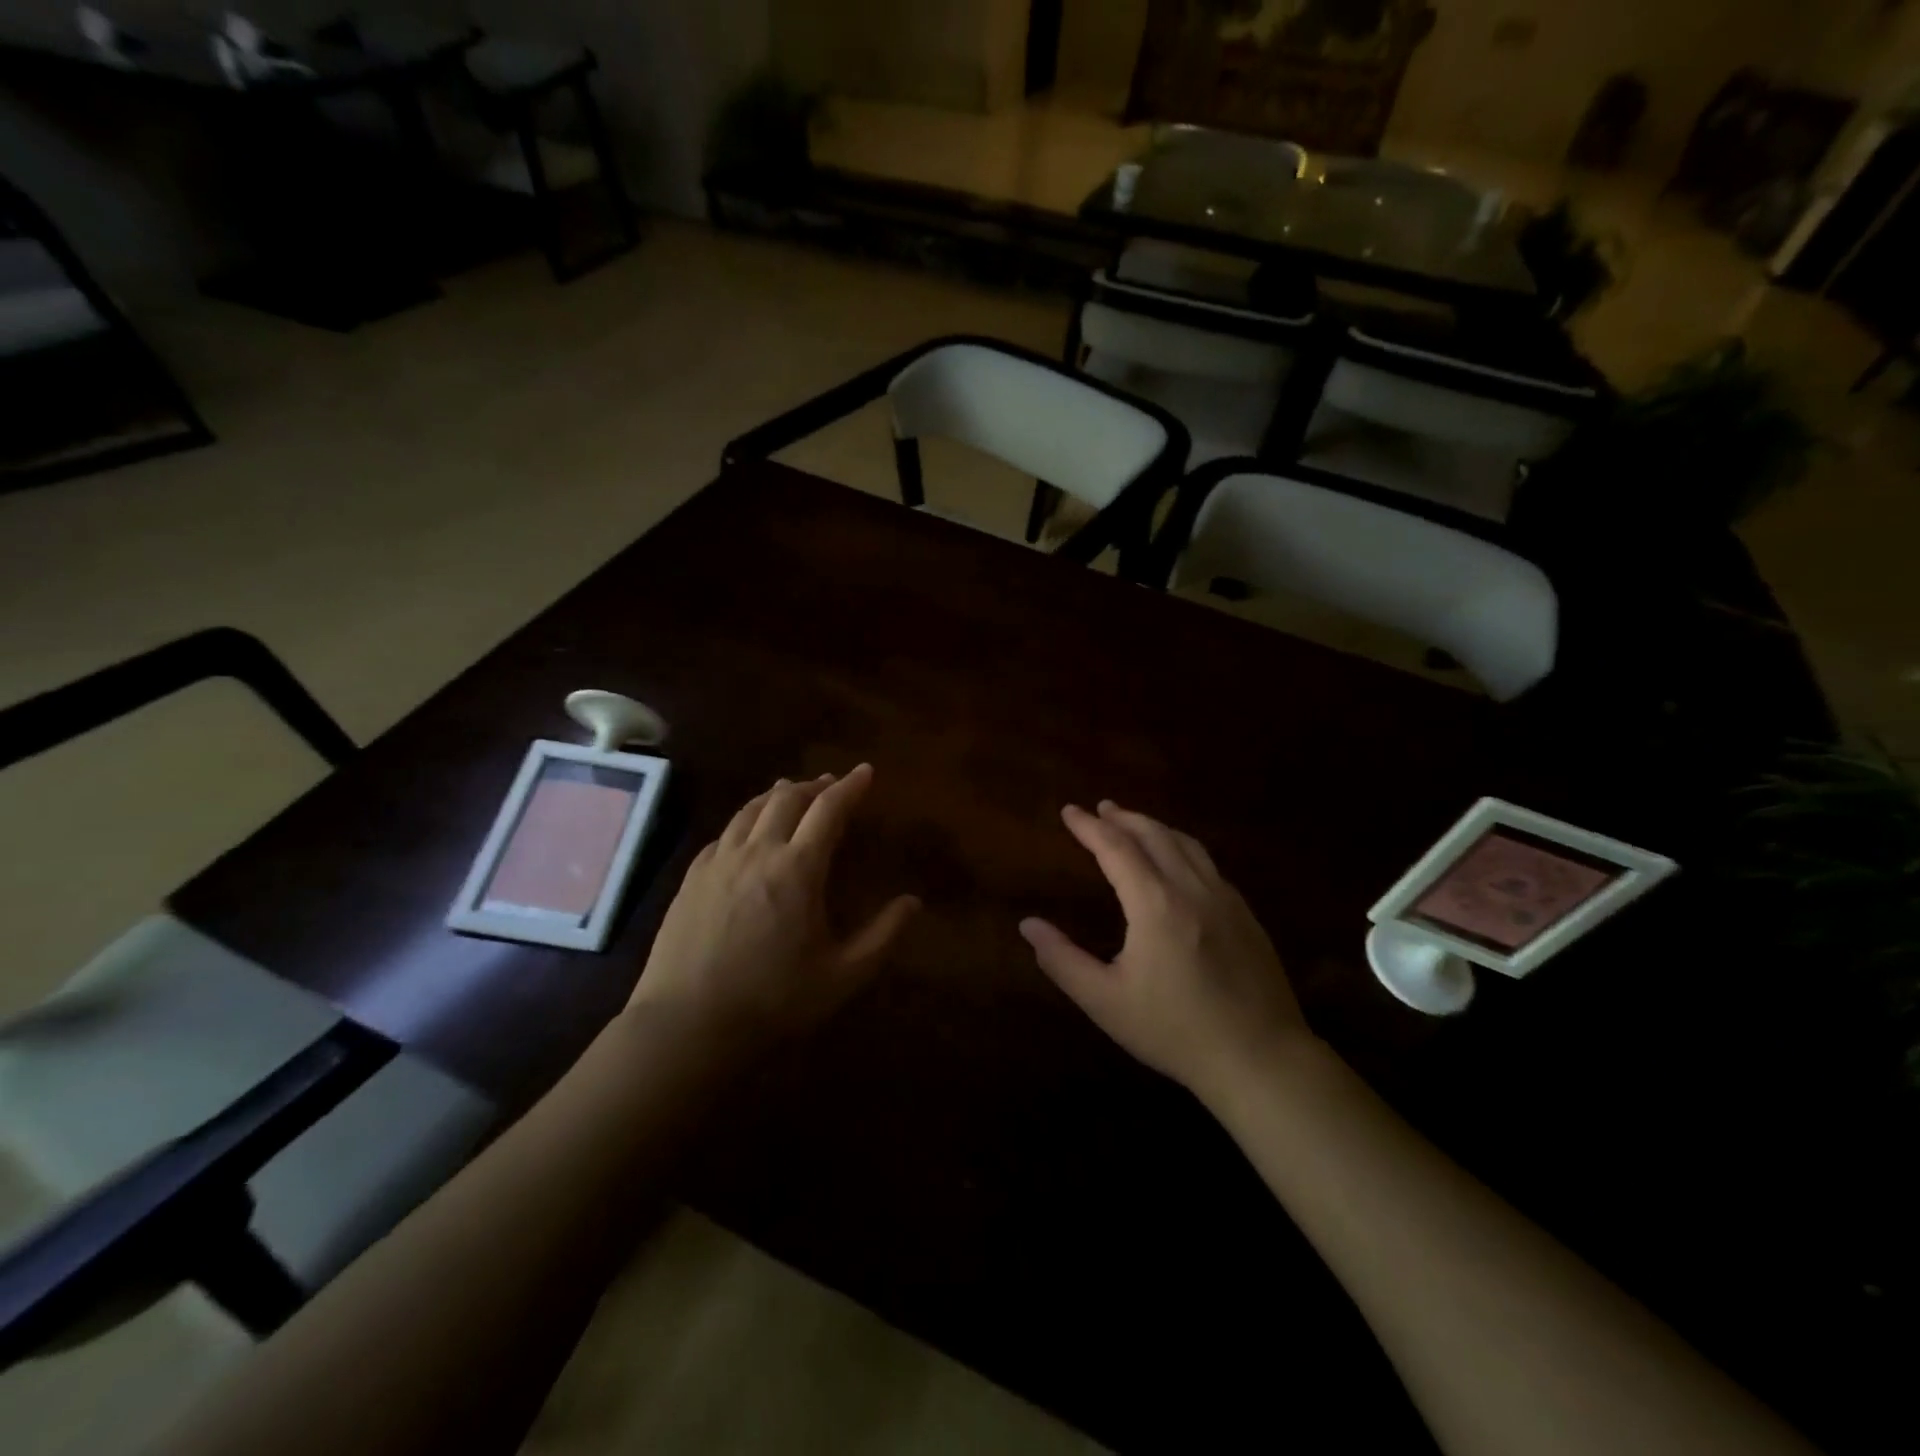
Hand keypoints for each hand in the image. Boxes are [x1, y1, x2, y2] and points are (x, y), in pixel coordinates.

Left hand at [628, 764, 918, 1054]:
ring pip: (751, 809)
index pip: (829, 809)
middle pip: (787, 798)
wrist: (687, 1023)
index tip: (865, 771)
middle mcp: (758, 851)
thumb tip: (913, 902)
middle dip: (815, 785)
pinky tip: (748, 832)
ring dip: (778, 794)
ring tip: (792, 792)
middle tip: (831, 784)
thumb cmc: (772, 999)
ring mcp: (719, 861)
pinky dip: (747, 819)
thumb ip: (882, 936)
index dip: (850, 786)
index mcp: (798, 868)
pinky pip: (725, 832)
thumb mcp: (842, 975)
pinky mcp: (692, 876)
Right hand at [1020, 801, 1311, 1101]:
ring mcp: (1225, 899)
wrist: (1260, 1059)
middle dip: (1123, 818)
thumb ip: (1062, 960)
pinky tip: (1178, 861)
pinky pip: (1208, 863)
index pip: (1116, 848)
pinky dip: (1182, 847)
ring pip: (1186, 844)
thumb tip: (1028, 925)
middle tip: (1100, 809)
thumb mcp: (1106, 1001)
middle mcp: (1192, 888)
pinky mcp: (1246, 915)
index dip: (1089, 827)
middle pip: (1154, 835)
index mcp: (1155, 904)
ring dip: (1155, 827)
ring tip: (1133, 823)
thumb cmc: (1175, 1031)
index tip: (1069, 811)